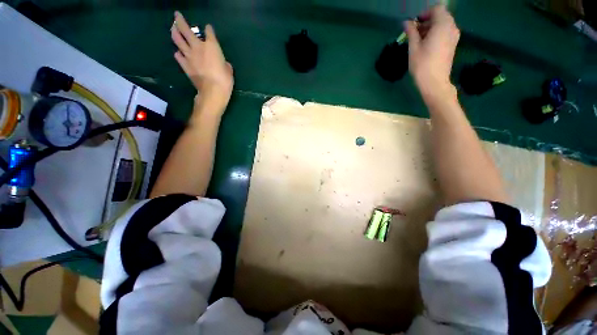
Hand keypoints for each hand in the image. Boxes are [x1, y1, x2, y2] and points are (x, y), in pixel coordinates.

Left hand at [171, 11, 233, 111]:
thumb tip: (223, 64)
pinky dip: (178, 53)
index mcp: (212, 46)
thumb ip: (224, 64)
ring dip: (174, 32)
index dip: (209, 29)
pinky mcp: (185, 65)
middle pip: (186, 29)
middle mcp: (198, 46)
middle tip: (177, 15)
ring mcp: (189, 55)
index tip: (208, 28)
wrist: (213, 91)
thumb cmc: (225, 80)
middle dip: (180, 21)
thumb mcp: (229, 70)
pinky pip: (178, 56)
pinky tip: (178, 52)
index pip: (209, 32)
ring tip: (173, 28)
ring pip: (178, 39)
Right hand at [404, 5, 459, 103]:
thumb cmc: (422, 65)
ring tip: (419, 40)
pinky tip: (426, 45)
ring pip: (443, 24)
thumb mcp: (414, 48)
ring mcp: (454, 36)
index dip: (424, 14)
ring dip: (431, 28)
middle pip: (441, 16)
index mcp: (443, 24)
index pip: (436, 9)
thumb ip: (411, 32)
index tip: (414, 24)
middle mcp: (452, 27)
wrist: (434, 83)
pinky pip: (445, 32)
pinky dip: (436, 34)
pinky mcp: (453, 45)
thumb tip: (406, 22)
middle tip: (414, 32)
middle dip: (427, 21)